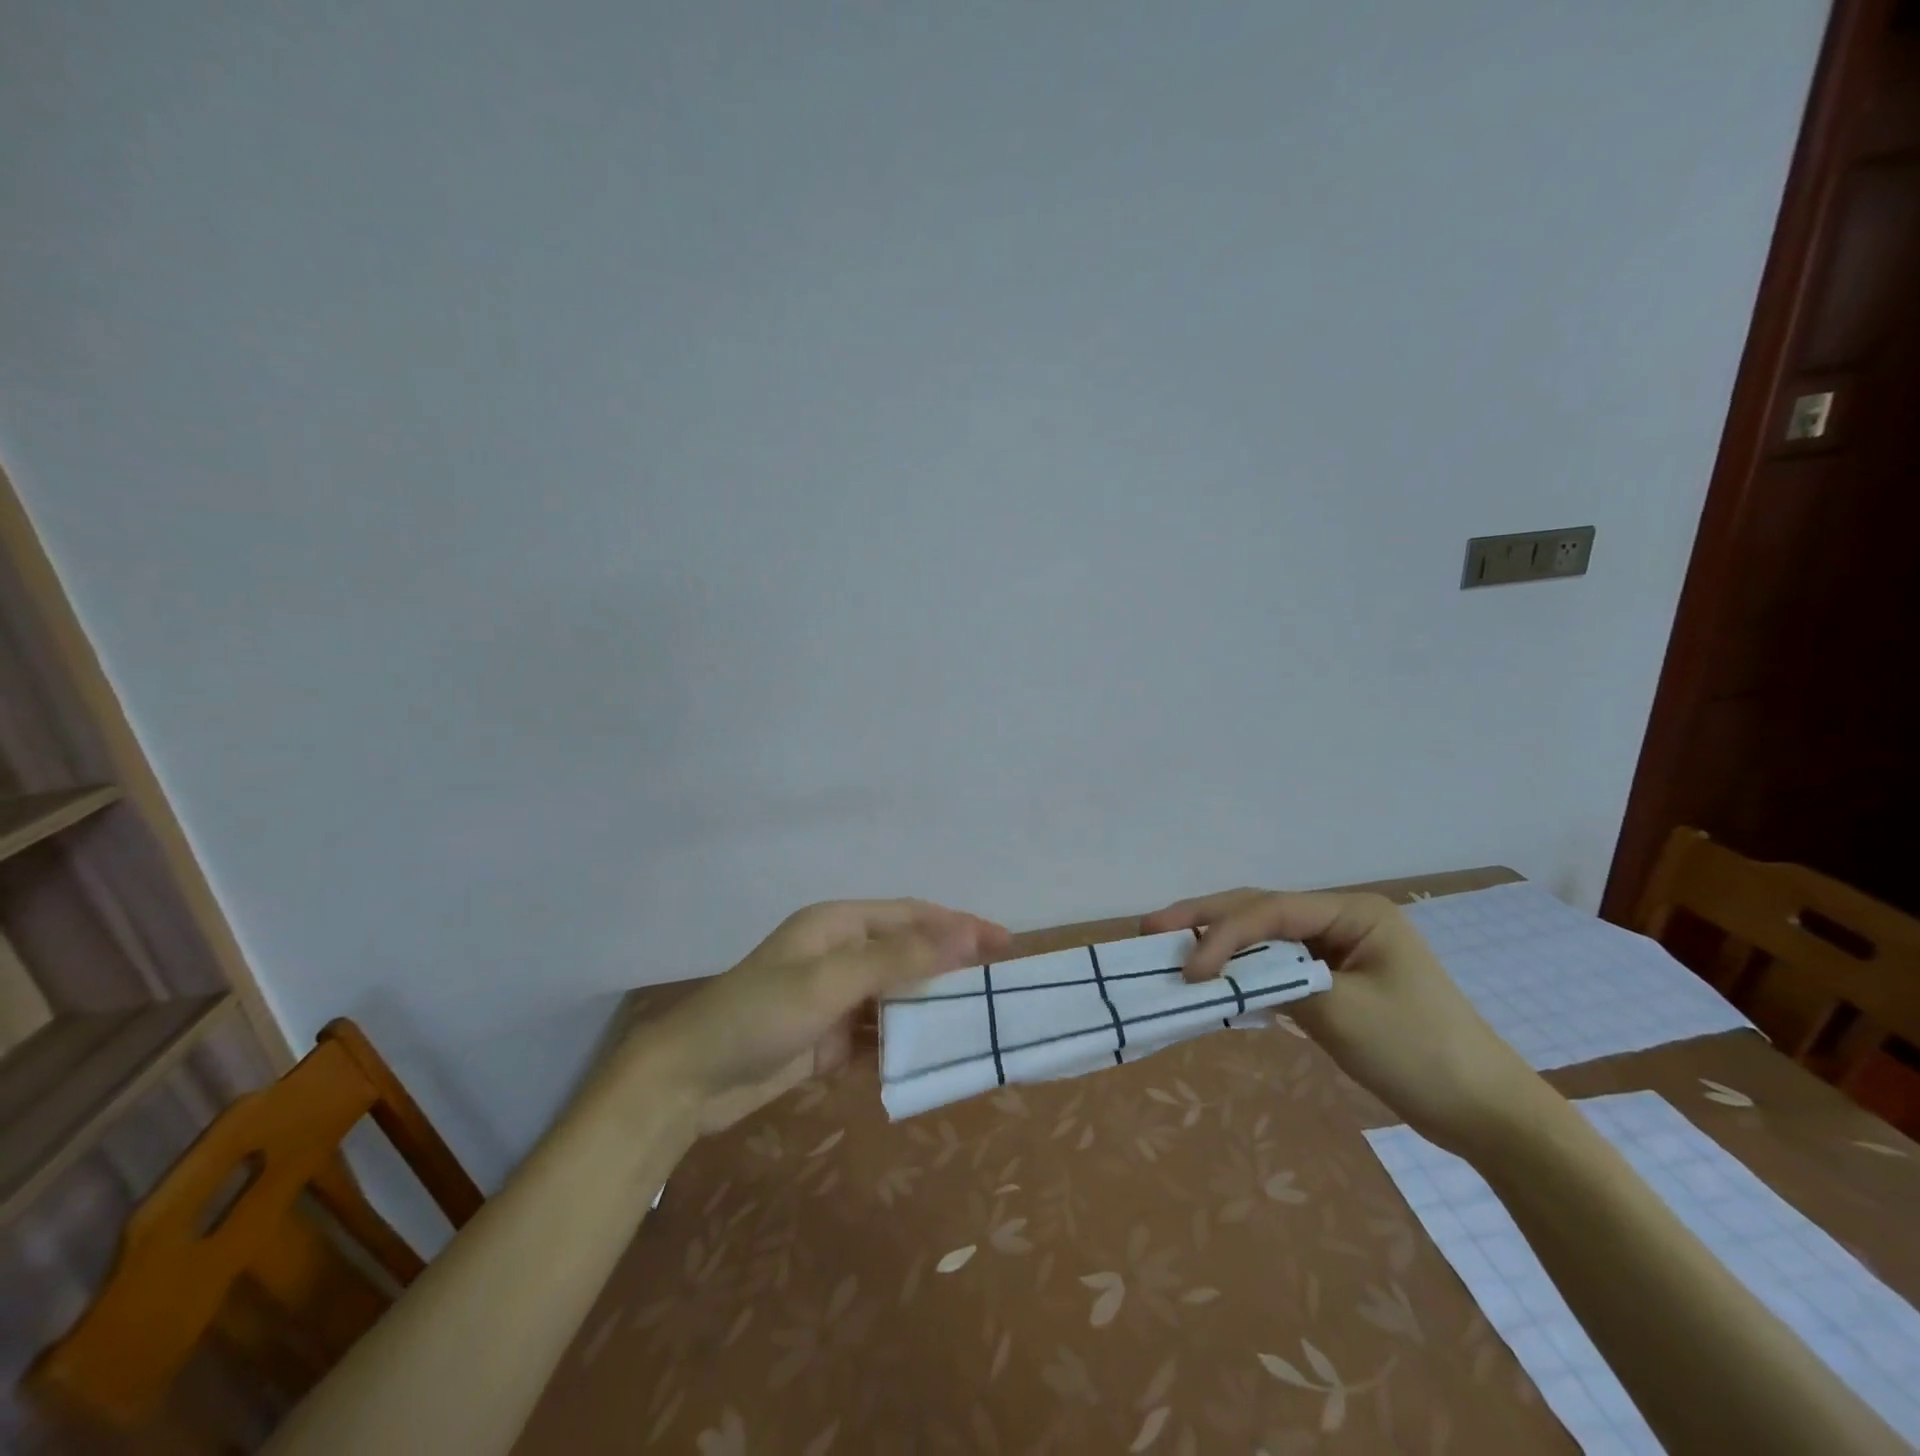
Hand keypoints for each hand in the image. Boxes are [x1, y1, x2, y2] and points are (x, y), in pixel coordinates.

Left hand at [636, 899, 1009, 1134]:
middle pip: (908, 952)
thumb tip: (962, 933)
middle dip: (952, 964)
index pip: (912, 916)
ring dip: (932, 1004)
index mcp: (838, 925)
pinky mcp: (829, 1038)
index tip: (1004, 942)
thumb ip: (897, 958)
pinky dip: (906, 1040)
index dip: (959, 924)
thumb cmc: (759, 1015)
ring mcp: (835, 997)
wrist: (690, 1080)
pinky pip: (879, 1032)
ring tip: (978, 1019)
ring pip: (897, 994)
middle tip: (1000, 982)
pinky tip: (934, 1053)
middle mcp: (840, 953)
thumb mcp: (830, 981)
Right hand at [1141, 888, 1554, 1154]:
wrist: (1488, 1114)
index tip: (1188, 969)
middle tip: (1151, 928)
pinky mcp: (1335, 981)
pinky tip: (1214, 978)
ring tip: (1170, 947)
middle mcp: (1343, 920)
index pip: (1271, 911)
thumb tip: (1222, 976)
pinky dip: (1245, 971)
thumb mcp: (1343, 1013)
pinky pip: (1279, 966)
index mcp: (1354, 911)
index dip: (1222, 934)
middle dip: (1206, 920)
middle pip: (1261, 911)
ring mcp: (1339, 950)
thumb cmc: (1420, 1053)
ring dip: (1221, 945)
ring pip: (1266, 938)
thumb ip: (1278, 983)